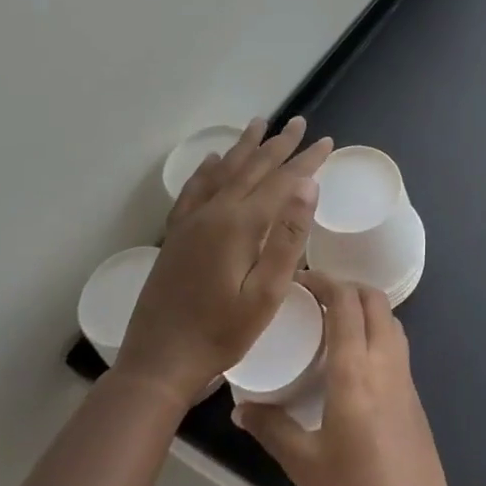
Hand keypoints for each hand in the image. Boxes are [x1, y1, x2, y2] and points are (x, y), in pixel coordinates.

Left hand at [112, 117, 332, 407]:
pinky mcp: (176, 235)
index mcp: (240, 225)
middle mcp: (214, 213)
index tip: (327, 142)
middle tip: (299, 122)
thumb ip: (288, 237)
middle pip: (252, 168)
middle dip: (279, 144)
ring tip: (260, 124)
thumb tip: (308, 187)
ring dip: (245, 147)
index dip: (307, 160)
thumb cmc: (222, 333)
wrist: (158, 362)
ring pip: (223, 172)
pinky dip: (207, 170)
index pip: (282, 181)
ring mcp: (191, 222)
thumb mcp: (267, 293)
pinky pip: (194, 190)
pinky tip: (213, 161)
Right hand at [234, 273, 453, 485]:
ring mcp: (405, 375)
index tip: (301, 281)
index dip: (325, 282)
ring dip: (366, 308)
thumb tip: (241, 408)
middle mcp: (385, 360)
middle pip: (375, 300)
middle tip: (316, 299)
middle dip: (348, 288)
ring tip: (334, 323)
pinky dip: (377, 332)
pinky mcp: (414, 392)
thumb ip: (272, 428)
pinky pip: (396, 343)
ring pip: (390, 319)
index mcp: (355, 368)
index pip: (347, 302)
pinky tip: (355, 358)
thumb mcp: (303, 462)